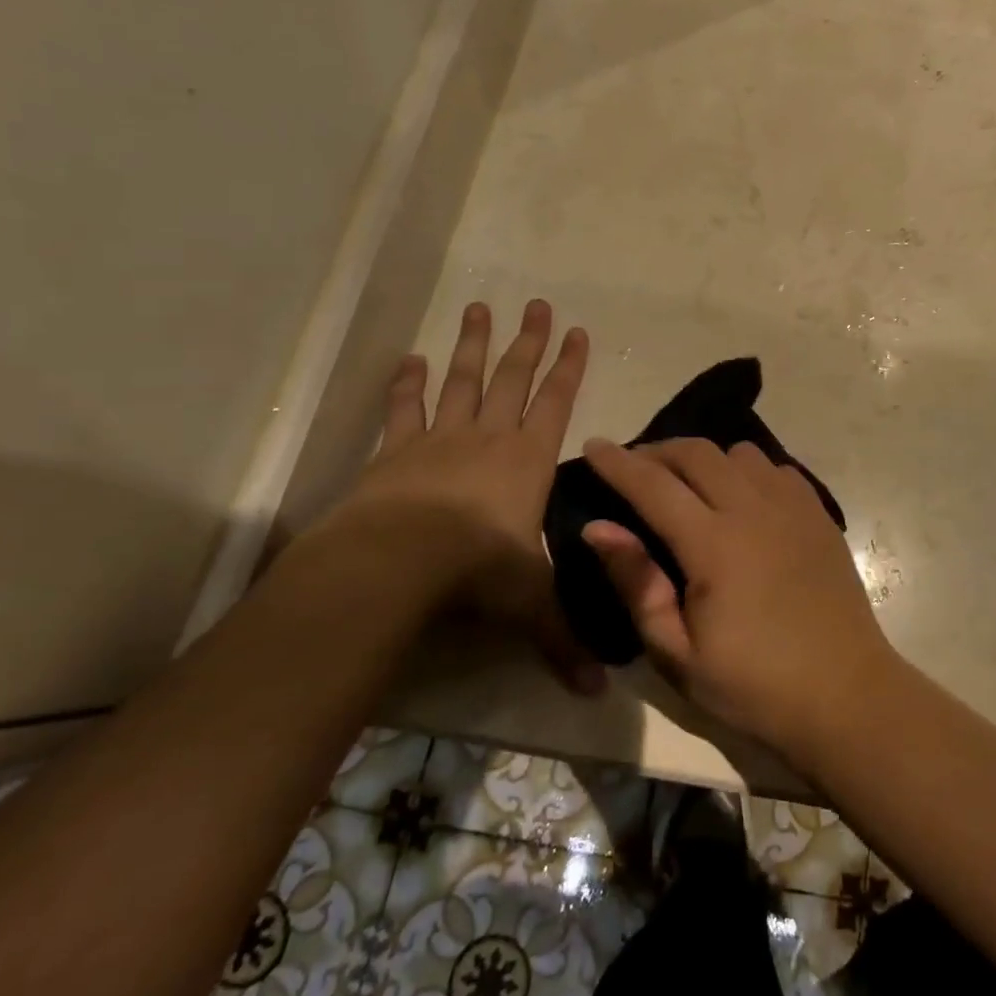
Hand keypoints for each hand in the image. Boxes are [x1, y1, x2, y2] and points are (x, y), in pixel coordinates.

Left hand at [333, 299, 603, 694]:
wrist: (398, 562)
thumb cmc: (476, 572)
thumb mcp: (528, 604)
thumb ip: (563, 639)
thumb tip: (599, 692)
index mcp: (528, 460)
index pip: (557, 402)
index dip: (569, 366)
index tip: (577, 331)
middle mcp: (489, 437)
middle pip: (515, 378)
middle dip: (529, 341)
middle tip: (537, 302)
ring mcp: (441, 438)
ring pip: (465, 380)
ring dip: (474, 345)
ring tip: (480, 308)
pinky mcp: (396, 451)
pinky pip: (406, 408)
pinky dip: (409, 383)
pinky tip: (411, 358)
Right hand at [579, 437, 895, 760]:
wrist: (845, 694)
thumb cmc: (753, 685)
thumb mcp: (678, 654)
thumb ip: (637, 584)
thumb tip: (598, 528)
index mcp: (714, 544)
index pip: (653, 485)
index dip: (618, 462)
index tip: (593, 445)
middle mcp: (753, 509)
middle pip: (697, 452)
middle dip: (658, 450)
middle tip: (636, 468)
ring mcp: (792, 506)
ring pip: (740, 452)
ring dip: (706, 458)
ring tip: (690, 484)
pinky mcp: (819, 513)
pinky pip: (776, 468)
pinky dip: (748, 470)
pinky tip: (743, 498)